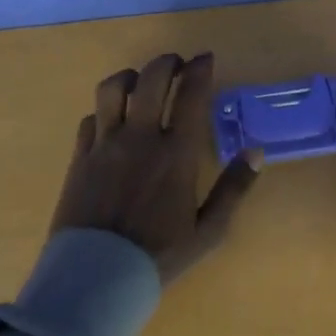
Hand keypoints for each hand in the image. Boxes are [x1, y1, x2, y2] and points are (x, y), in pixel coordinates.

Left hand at [49, 53, 259, 285]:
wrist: (97, 277)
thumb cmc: (159, 255)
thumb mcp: (209, 230)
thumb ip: (234, 188)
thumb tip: (257, 152)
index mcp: (175, 153)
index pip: (190, 96)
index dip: (199, 70)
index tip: (205, 57)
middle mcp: (139, 138)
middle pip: (150, 80)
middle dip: (166, 62)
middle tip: (175, 62)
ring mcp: (104, 145)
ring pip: (112, 90)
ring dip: (129, 76)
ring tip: (139, 79)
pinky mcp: (79, 157)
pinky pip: (89, 118)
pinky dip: (103, 110)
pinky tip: (111, 119)